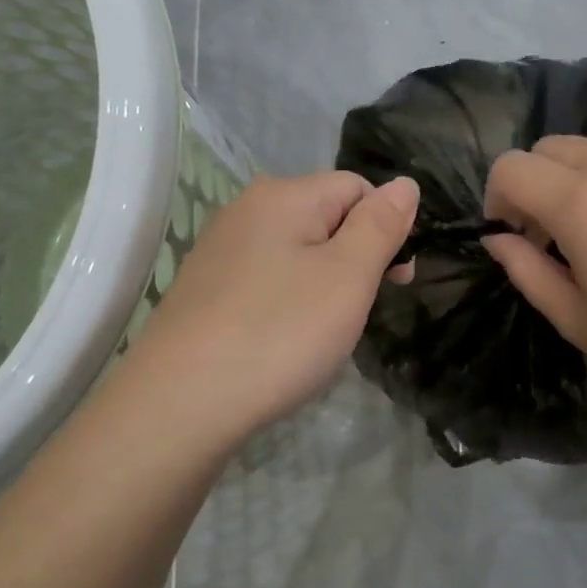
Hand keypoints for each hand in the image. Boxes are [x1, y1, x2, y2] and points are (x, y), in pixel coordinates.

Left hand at [126, 171, 418, 445]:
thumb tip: (405, 183)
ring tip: (323, 332)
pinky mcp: (207, 288)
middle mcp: (247, 209)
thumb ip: (380, 225)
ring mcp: (221, 250)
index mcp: (284, 195)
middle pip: (326, 217)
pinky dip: (289, 302)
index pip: (358, 187)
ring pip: (298, 252)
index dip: (387, 227)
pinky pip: (268, 279)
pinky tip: (285, 339)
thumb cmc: (280, 334)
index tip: (397, 280)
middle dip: (356, 258)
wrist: (181, 404)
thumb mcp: (349, 277)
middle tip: (360, 310)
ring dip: (325, 283)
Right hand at [482, 136, 586, 417]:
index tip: (514, 238)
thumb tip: (500, 239)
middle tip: (550, 239)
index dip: (497, 198)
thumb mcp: (576, 318)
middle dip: (534, 185)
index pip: (512, 167)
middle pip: (551, 148)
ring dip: (577, 186)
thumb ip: (526, 270)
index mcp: (581, 202)